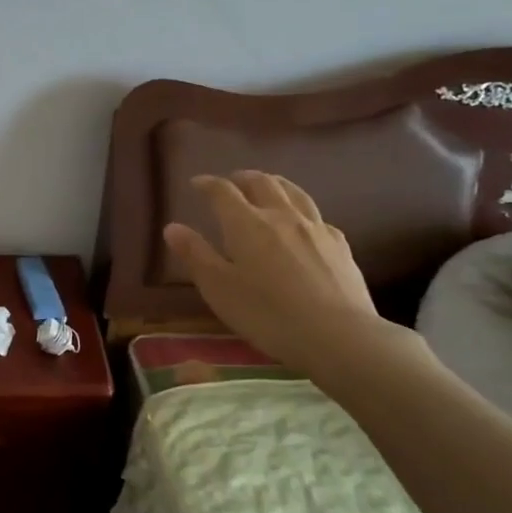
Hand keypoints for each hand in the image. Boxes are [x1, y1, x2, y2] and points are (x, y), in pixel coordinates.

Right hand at [163, 171, 422, 393]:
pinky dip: (301, 210)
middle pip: (261, 183)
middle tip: (232, 181)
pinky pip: (316, 216)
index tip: (197, 183)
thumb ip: (195, 255)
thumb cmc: (267, 314)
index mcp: (246, 224)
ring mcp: (315, 227)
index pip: (222, 192)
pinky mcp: (339, 244)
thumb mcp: (219, 289)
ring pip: (293, 192)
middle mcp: (281, 215)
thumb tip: (172, 227)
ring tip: (267, 186)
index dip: (207, 184)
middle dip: (243, 178)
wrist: (337, 335)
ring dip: (275, 183)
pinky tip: (304, 223)